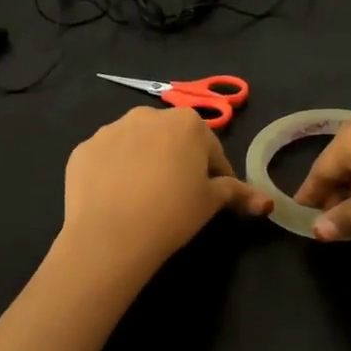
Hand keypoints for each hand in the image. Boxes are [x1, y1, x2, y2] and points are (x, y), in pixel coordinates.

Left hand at [61, 107, 272, 271]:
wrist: (110, 234)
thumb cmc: (172, 213)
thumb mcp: (211, 203)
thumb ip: (238, 193)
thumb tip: (266, 201)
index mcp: (187, 123)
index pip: (211, 149)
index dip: (216, 174)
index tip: (212, 197)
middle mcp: (147, 115)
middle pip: (171, 140)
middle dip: (177, 161)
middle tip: (177, 197)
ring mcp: (110, 129)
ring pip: (136, 145)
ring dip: (144, 163)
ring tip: (143, 199)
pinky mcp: (83, 149)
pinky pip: (106, 158)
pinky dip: (113, 172)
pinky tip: (115, 199)